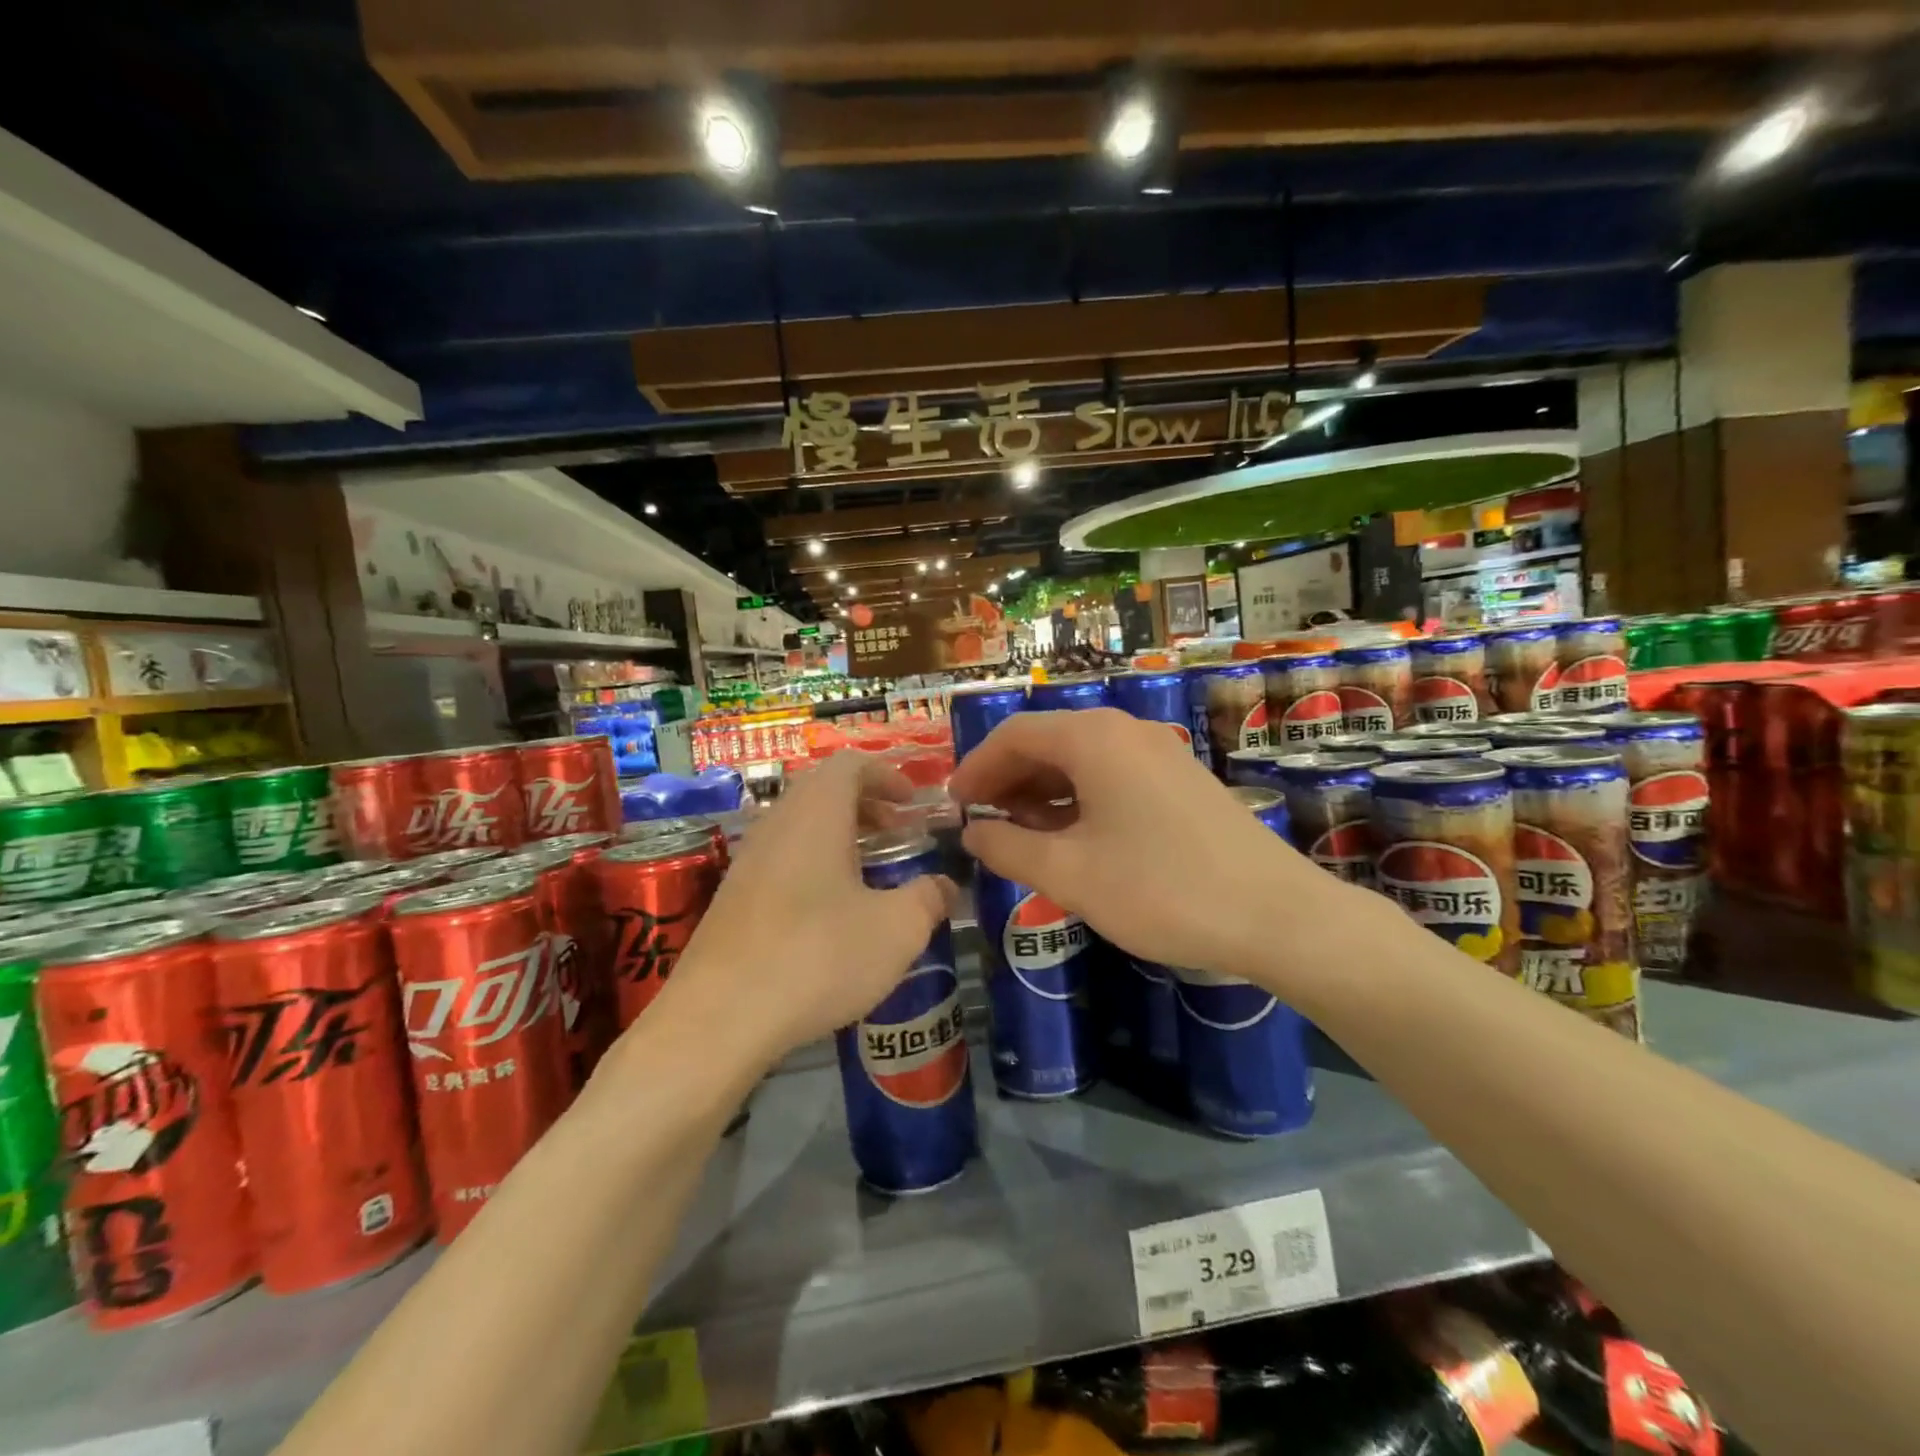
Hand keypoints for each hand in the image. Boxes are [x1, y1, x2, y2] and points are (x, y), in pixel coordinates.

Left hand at [644, 753, 956, 1074]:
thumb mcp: (897, 930)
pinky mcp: (732, 897)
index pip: (851, 764)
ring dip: (839, 836)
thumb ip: (929, 898)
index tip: (913, 804)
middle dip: (866, 805)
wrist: (718, 1018)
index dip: (887, 775)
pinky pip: (781, 858)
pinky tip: (831, 912)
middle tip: (898, 835)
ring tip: (870, 873)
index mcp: (816, 813)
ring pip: (800, 825)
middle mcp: (777, 824)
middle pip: (823, 790)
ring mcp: (748, 860)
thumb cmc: (817, 957)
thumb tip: (944, 886)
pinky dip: (813, 864)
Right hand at [947, 709, 1337, 976]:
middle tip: (979, 823)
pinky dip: (1077, 799)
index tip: (952, 806)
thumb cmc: (1160, 889)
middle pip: (1047, 742)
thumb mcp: (1069, 875)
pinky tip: (1069, 837)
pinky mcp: (1179, 780)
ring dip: (1040, 791)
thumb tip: (973, 835)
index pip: (1014, 734)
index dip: (975, 767)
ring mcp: (1158, 753)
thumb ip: (1009, 850)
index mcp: (1094, 739)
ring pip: (1080, 760)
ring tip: (1017, 834)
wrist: (1276, 915)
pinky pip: (1111, 776)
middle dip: (1006, 779)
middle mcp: (1125, 731)